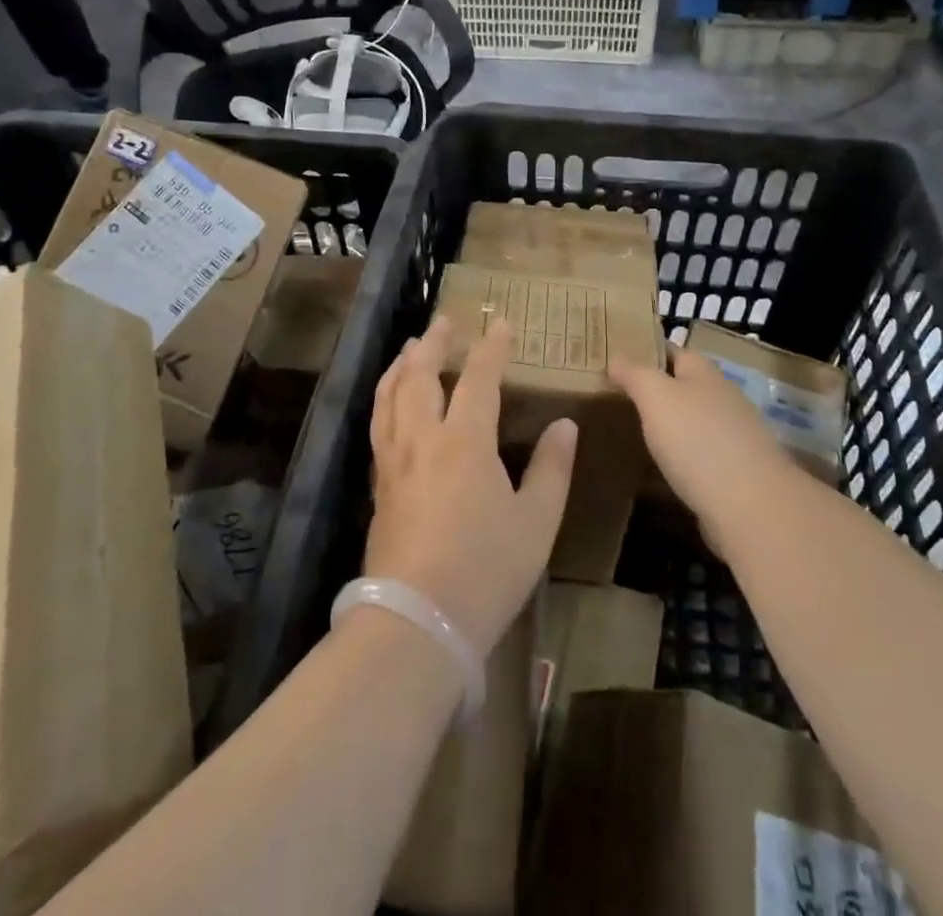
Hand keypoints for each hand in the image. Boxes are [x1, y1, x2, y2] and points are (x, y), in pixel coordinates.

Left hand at [364, 318, 576, 653]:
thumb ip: (552, 468)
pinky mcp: (378, 486)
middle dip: (433, 344)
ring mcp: (394, 461)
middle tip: (443, 322)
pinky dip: (384, 398)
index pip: (478, 378)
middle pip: (420, 376)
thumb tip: (564, 425)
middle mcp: (423, 439)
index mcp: (465, 441)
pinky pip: (378, 424)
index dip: (491, 348)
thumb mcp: (536, 521)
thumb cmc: (487, 569)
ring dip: (401, 365)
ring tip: (410, 349)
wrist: (417, 620)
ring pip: (390, 396)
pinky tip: (390, 403)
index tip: (500, 323)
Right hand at [609, 348, 799, 558]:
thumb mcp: (655, 396)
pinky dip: (679, 455)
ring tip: (631, 430)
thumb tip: (615, 356)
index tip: (615, 359)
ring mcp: (731, 435)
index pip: (672, 350)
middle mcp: (721, 397)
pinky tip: (659, 466)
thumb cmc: (697, 439)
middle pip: (683, 384)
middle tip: (615, 396)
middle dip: (654, 388)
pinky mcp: (734, 470)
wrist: (750, 505)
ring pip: (691, 419)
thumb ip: (634, 374)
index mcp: (704, 372)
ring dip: (667, 423)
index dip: (645, 350)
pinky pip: (698, 453)